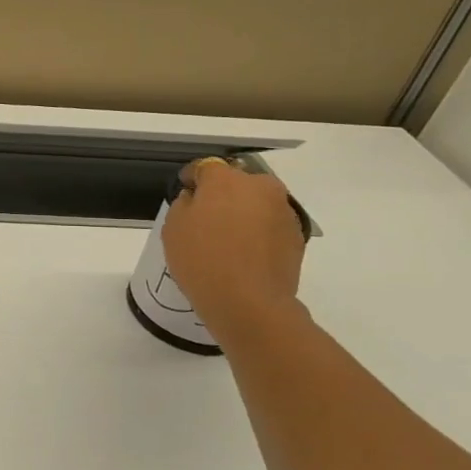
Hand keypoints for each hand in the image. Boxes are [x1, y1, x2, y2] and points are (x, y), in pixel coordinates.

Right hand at [161, 159, 305, 333]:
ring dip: (243, 212)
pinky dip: (259, 232)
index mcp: (226, 180)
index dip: (192, 179)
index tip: (184, 193)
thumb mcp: (173, 228)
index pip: (205, 166)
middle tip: (206, 219)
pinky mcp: (297, 235)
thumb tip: (196, 198)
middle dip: (222, 194)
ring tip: (229, 240)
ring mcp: (283, 210)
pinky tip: (246, 254)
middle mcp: (260, 186)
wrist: (249, 303)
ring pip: (257, 203)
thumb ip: (184, 203)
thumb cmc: (202, 260)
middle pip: (237, 182)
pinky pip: (270, 224)